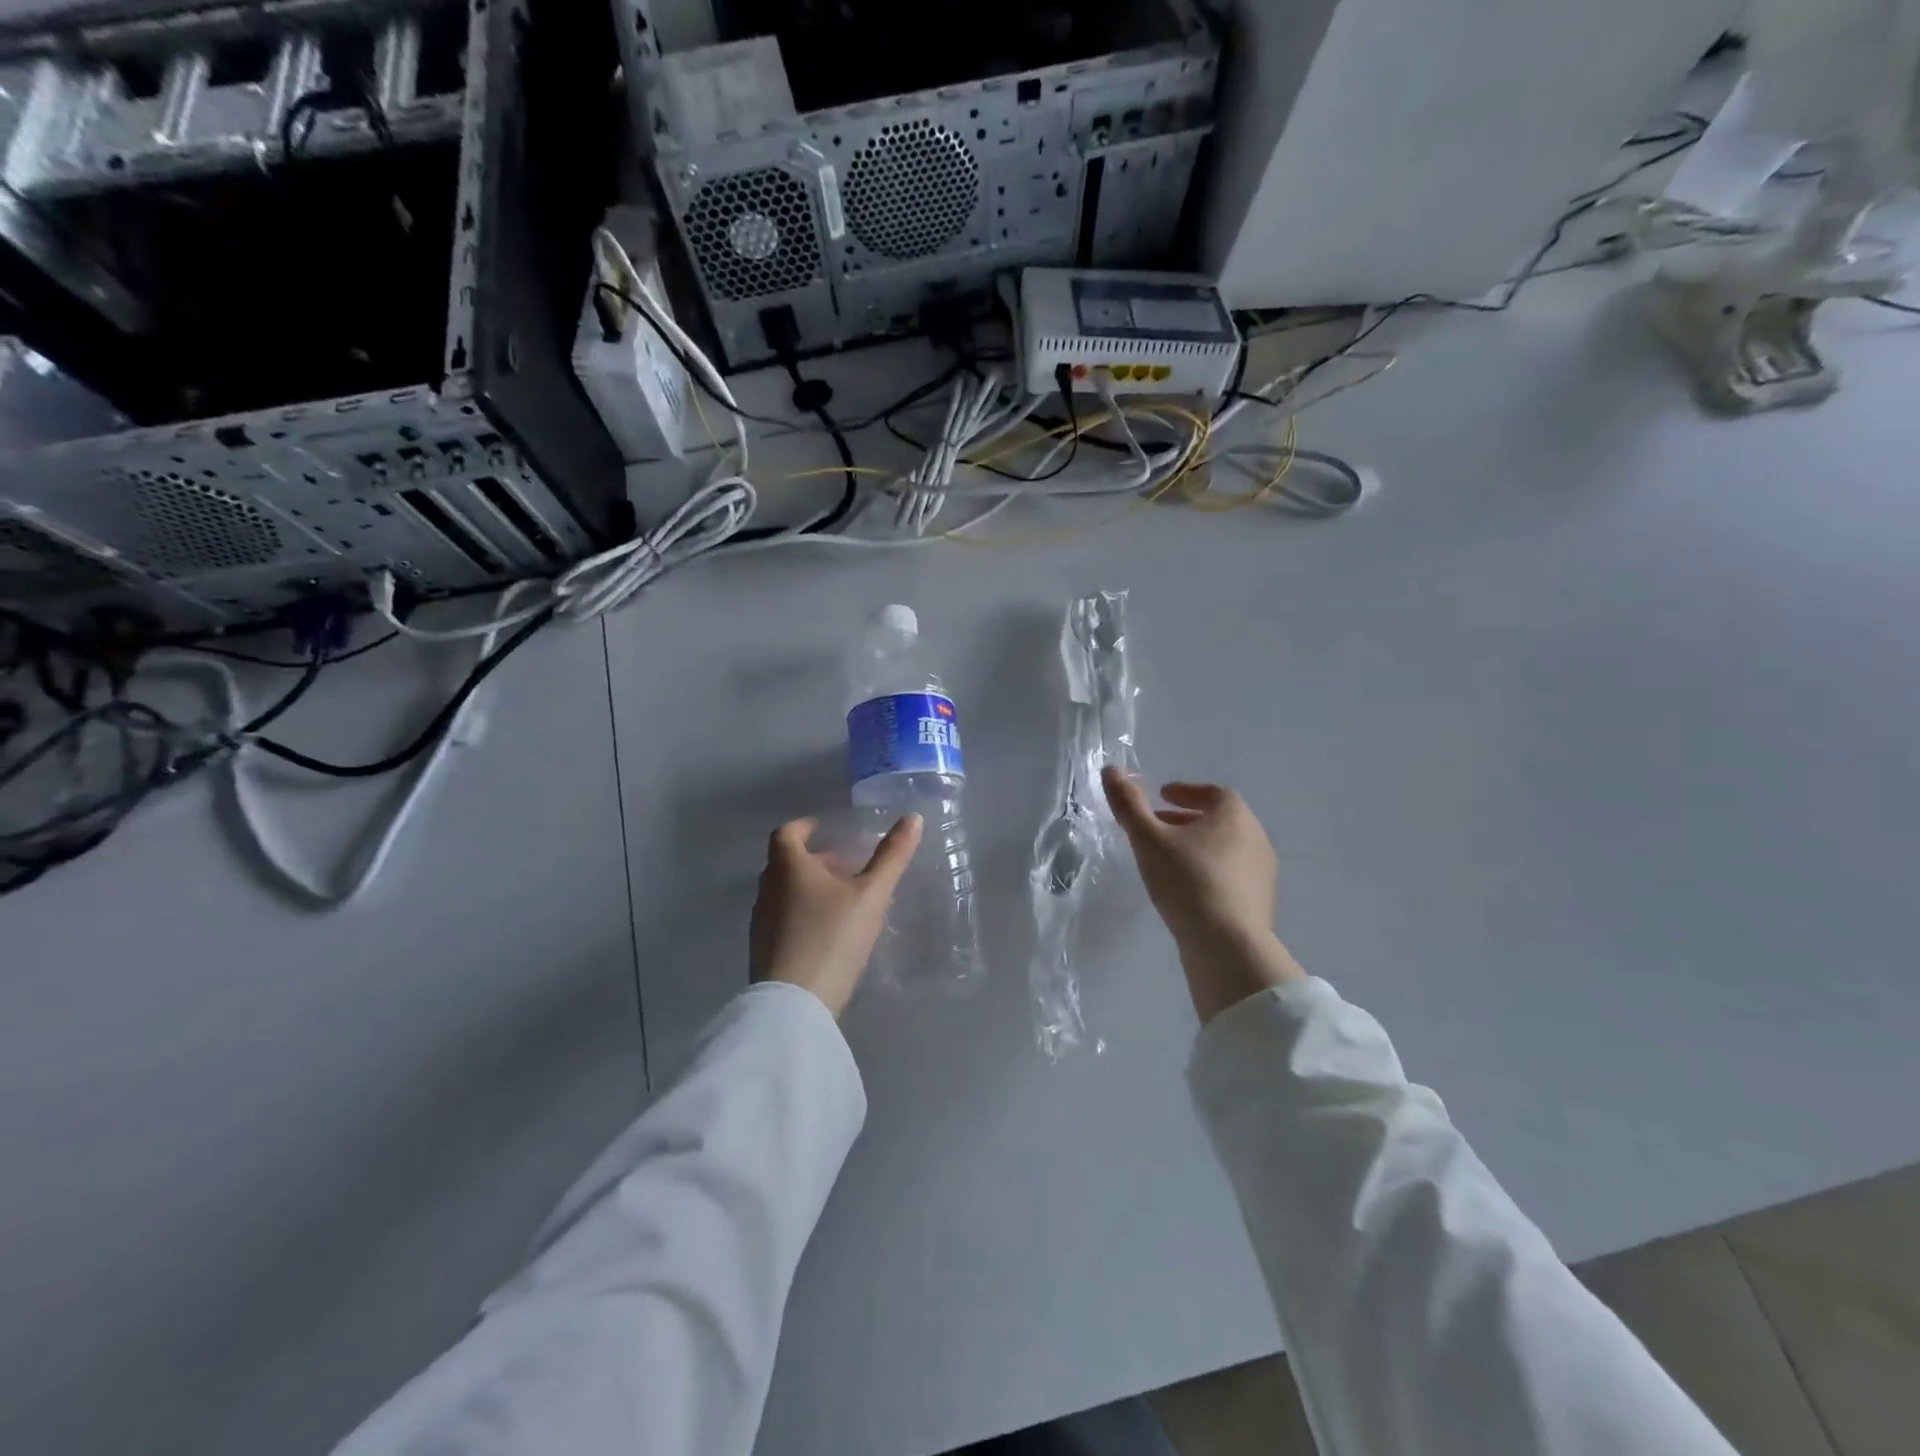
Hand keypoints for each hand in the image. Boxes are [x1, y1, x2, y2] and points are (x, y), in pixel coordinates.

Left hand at [750, 814, 922, 1017]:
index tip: (823, 829)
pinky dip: (804, 915)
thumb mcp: (871, 895)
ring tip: (845, 902)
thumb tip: (913, 817)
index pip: (787, 833)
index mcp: (787, 867)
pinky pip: (784, 920)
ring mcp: (761, 922)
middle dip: (815, 860)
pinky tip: (830, 935)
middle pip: (786, 864)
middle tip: (846, 867)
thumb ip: (892, 857)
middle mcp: (767, 890)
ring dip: (811, 889)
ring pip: (785, 893)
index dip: (804, 827)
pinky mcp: (763, 951)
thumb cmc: (832, 937)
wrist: (794, 1005)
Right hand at [1102, 767, 1305, 1023]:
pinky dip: (1209, 871)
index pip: (1212, 792)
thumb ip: (1129, 804)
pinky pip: (1232, 875)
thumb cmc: (1187, 880)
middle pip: (1219, 819)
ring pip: (1226, 848)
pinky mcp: (1261, 901)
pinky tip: (1188, 890)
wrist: (1228, 945)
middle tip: (1159, 827)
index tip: (1162, 797)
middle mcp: (1255, 836)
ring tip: (1170, 859)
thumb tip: (1111, 769)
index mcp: (1233, 814)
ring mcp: (1262, 871)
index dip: (1185, 791)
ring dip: (1199, 846)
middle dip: (1188, 819)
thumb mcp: (1148, 839)